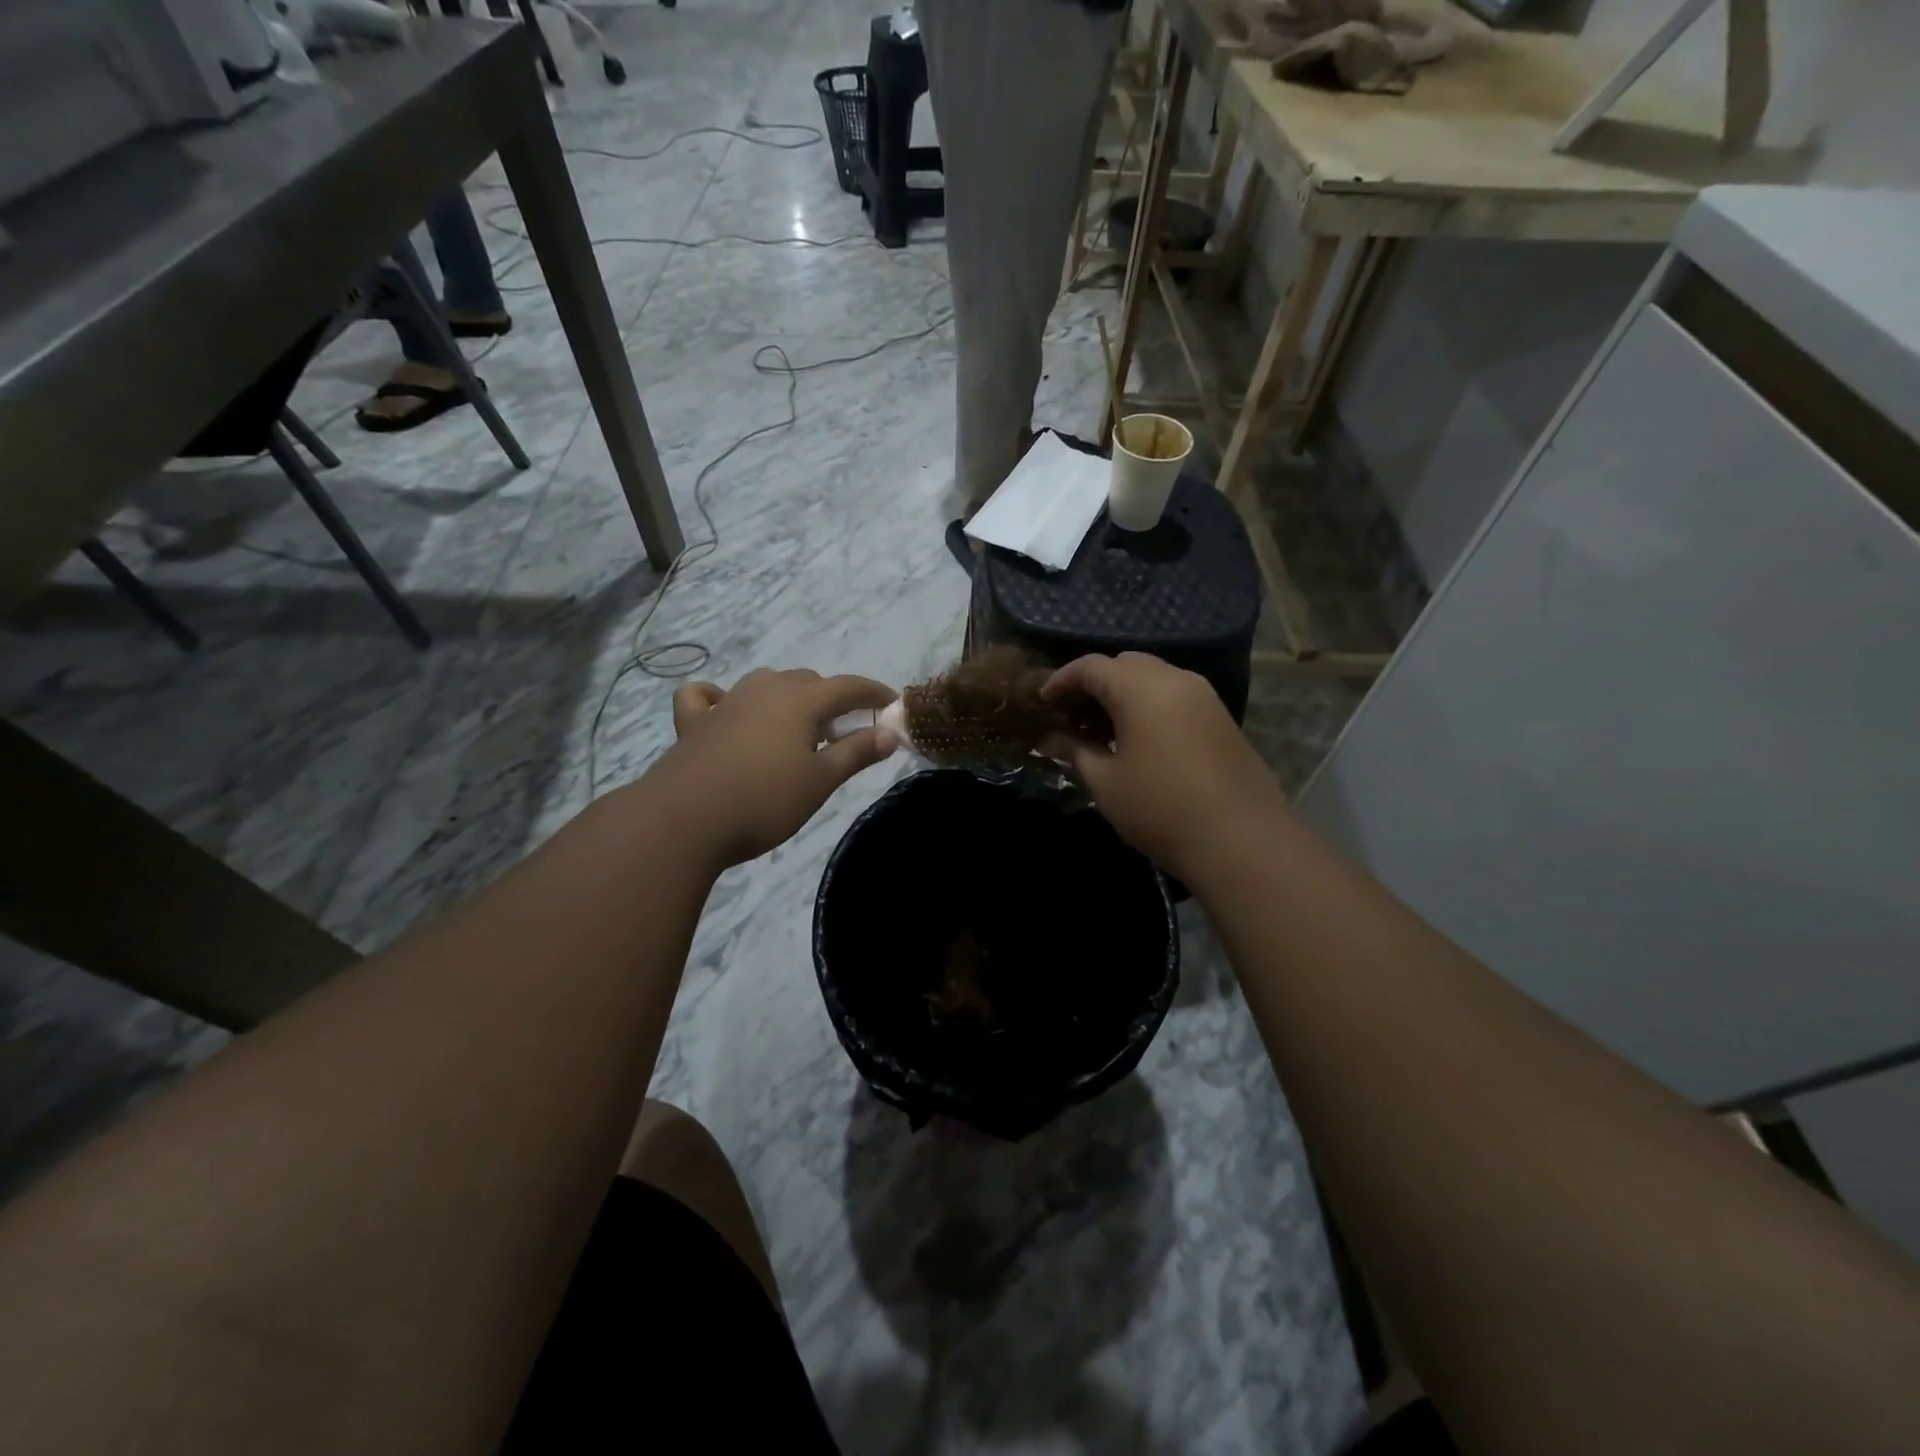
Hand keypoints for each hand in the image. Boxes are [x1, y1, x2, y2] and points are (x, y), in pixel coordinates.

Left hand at [653, 668, 898, 867]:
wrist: (684, 820)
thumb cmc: (764, 801)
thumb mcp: (820, 781)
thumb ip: (856, 753)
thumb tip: (889, 734)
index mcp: (800, 701)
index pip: (847, 686)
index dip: (872, 693)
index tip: (891, 703)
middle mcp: (764, 691)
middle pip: (807, 681)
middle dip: (831, 698)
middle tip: (844, 730)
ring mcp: (726, 703)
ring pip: (765, 683)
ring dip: (787, 696)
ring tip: (796, 726)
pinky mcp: (693, 723)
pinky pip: (706, 697)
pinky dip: (720, 697)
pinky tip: (724, 708)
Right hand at [1042, 653, 1283, 878]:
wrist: (1242, 840)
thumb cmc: (1161, 808)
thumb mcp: (1106, 783)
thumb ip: (1075, 751)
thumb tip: (1050, 739)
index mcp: (1142, 688)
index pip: (1091, 667)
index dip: (1061, 681)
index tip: (1042, 703)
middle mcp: (1175, 679)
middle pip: (1124, 665)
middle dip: (1093, 685)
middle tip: (1071, 717)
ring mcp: (1204, 697)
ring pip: (1153, 679)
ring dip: (1122, 696)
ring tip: (1101, 732)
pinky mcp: (1221, 718)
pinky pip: (1174, 696)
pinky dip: (1148, 706)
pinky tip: (1137, 741)